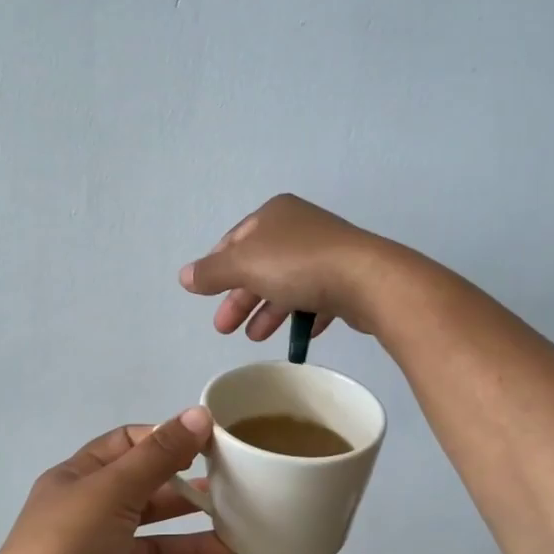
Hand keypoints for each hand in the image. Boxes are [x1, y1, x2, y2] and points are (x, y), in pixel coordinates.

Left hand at [0, 408, 236, 553]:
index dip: (166, 441)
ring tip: (240, 544)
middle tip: (235, 497)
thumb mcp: (113, 492)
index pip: (127, 445)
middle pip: (147, 495)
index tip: (210, 446)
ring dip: (195, 543)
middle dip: (189, 496)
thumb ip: (159, 455)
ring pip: (155, 544)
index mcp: (79, 478)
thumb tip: (200, 413)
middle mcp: (87, 514)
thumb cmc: (66, 550)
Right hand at [179, 194, 399, 340]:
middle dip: (240, 297)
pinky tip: (297, 336)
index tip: (206, 296)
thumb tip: (184, 277)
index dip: (217, 267)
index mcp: (274, 215)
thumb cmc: (298, 264)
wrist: (368, 280)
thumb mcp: (244, 265)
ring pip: (286, 283)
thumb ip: (212, 272)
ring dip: (267, 311)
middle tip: (224, 328)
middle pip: (259, 265)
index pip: (235, 240)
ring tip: (255, 337)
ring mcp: (327, 252)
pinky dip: (302, 315)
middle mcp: (300, 227)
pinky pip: (316, 297)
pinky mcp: (347, 278)